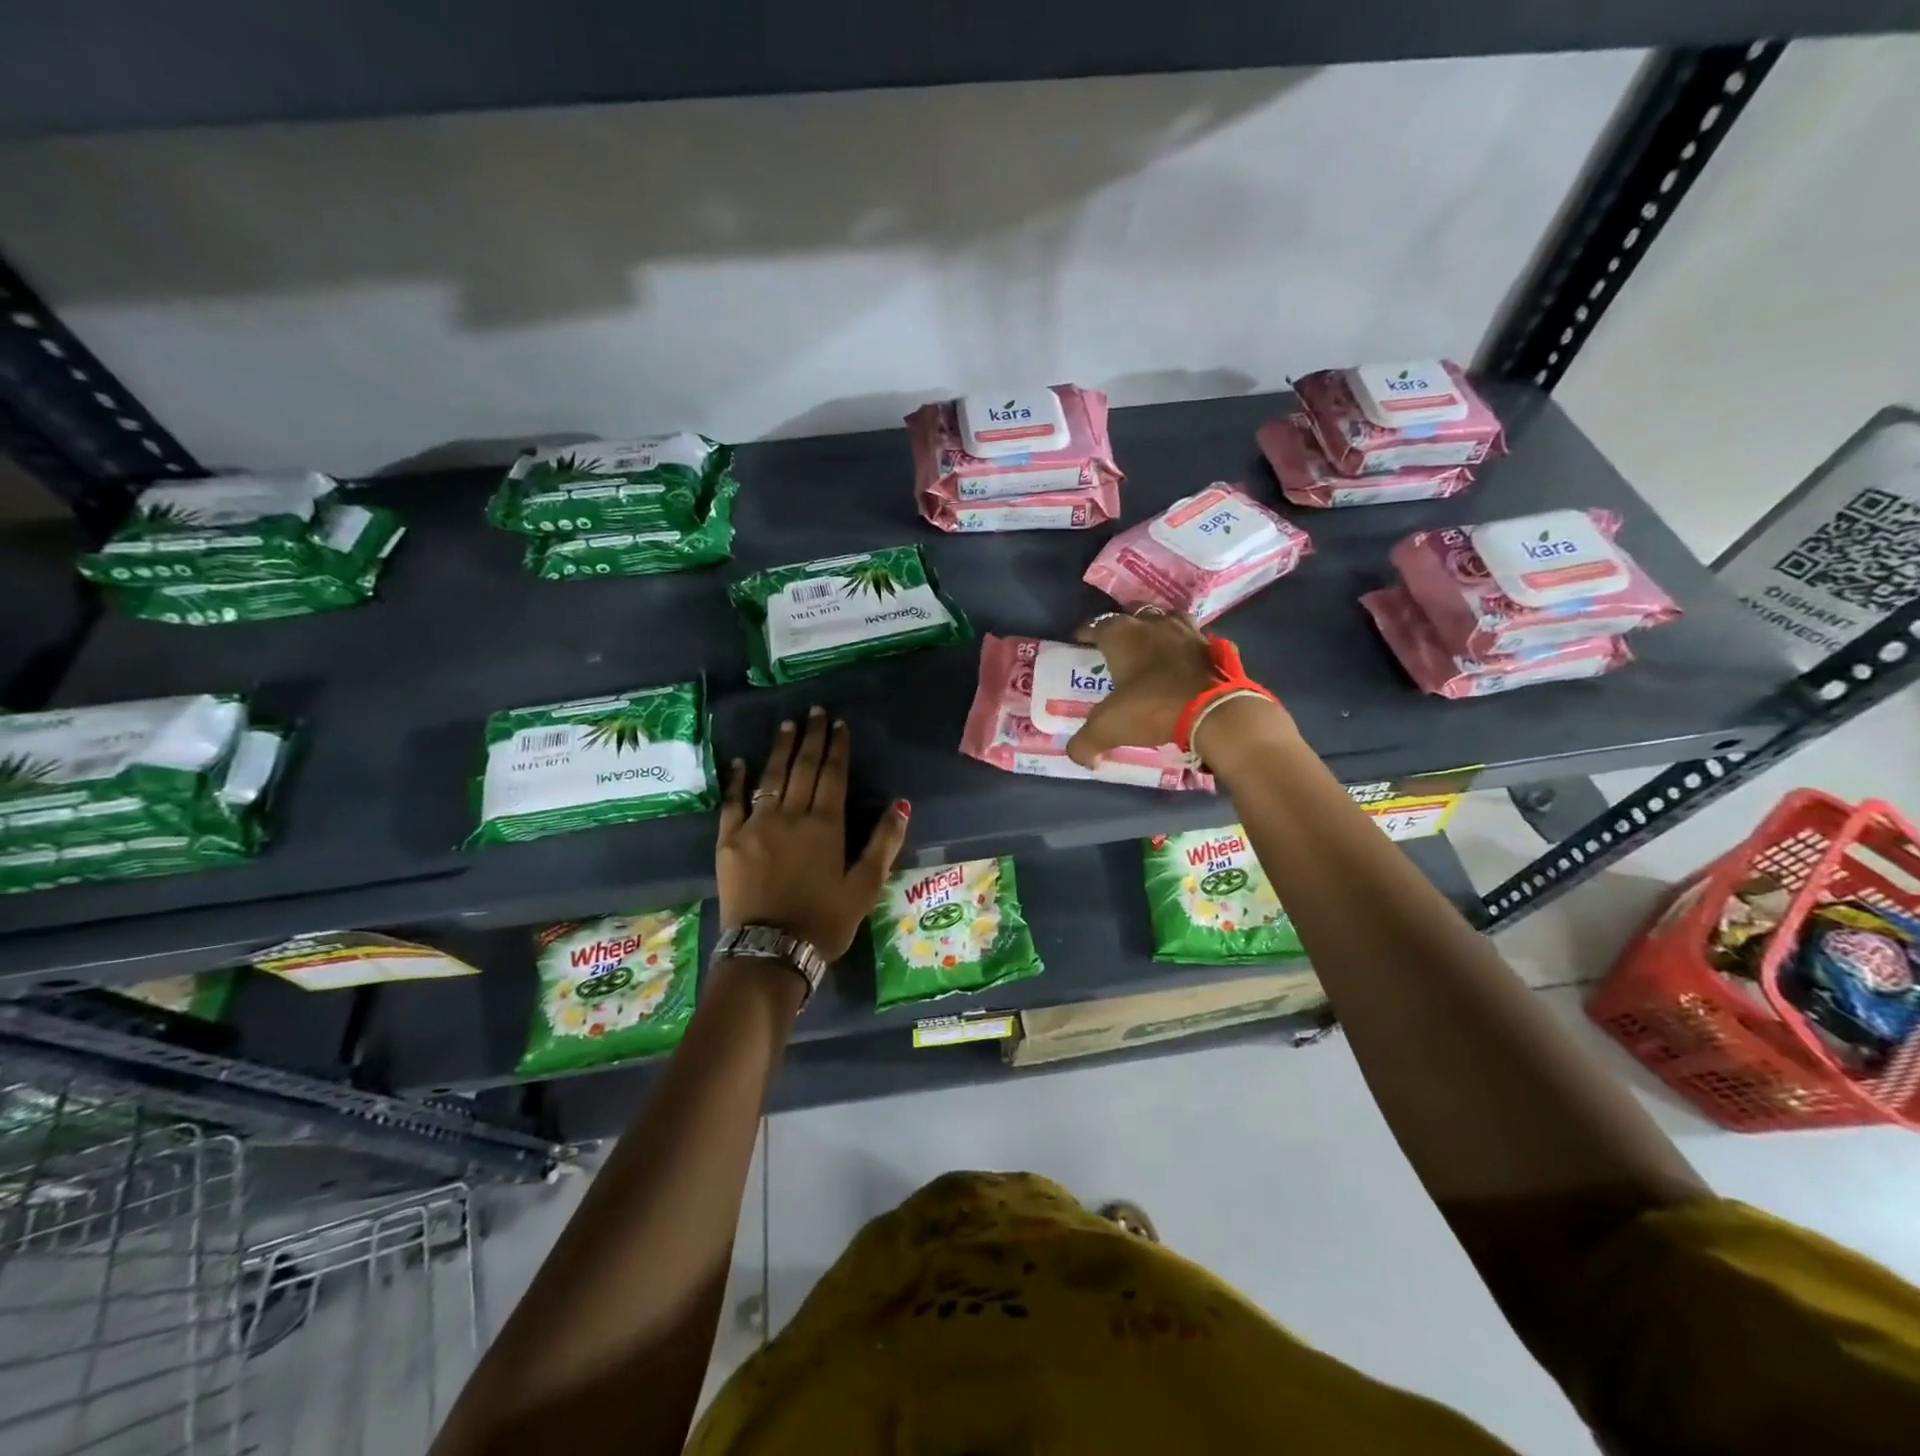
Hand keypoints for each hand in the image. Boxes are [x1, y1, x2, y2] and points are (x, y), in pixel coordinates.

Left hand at [717, 707, 910, 959]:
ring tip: (787, 725)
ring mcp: (756, 825)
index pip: (833, 775)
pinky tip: (740, 762)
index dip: (837, 747)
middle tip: (814, 711)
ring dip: (780, 749)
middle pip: (802, 768)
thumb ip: (883, 843)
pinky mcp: (729, 841)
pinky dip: (735, 780)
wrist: (770, 952)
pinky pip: (731, 802)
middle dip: (810, 737)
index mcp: (825, 825)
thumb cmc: (824, 921)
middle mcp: (790, 816)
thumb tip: (901, 804)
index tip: (838, 724)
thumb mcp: (865, 887)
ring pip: (770, 777)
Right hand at [1064, 608, 1223, 767]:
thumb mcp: (1109, 728)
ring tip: (1152, 648)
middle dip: (1123, 628)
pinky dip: (1186, 648)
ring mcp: (1187, 630)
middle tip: (1117, 649)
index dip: (1085, 634)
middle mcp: (1153, 623)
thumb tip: (1079, 756)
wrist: (1215, 711)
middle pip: (1132, 616)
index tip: (1080, 643)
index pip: (1096, 625)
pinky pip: (1194, 640)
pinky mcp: (1213, 645)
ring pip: (1166, 620)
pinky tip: (1184, 663)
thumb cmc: (1153, 707)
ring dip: (1157, 631)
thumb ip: (1085, 742)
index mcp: (1122, 635)